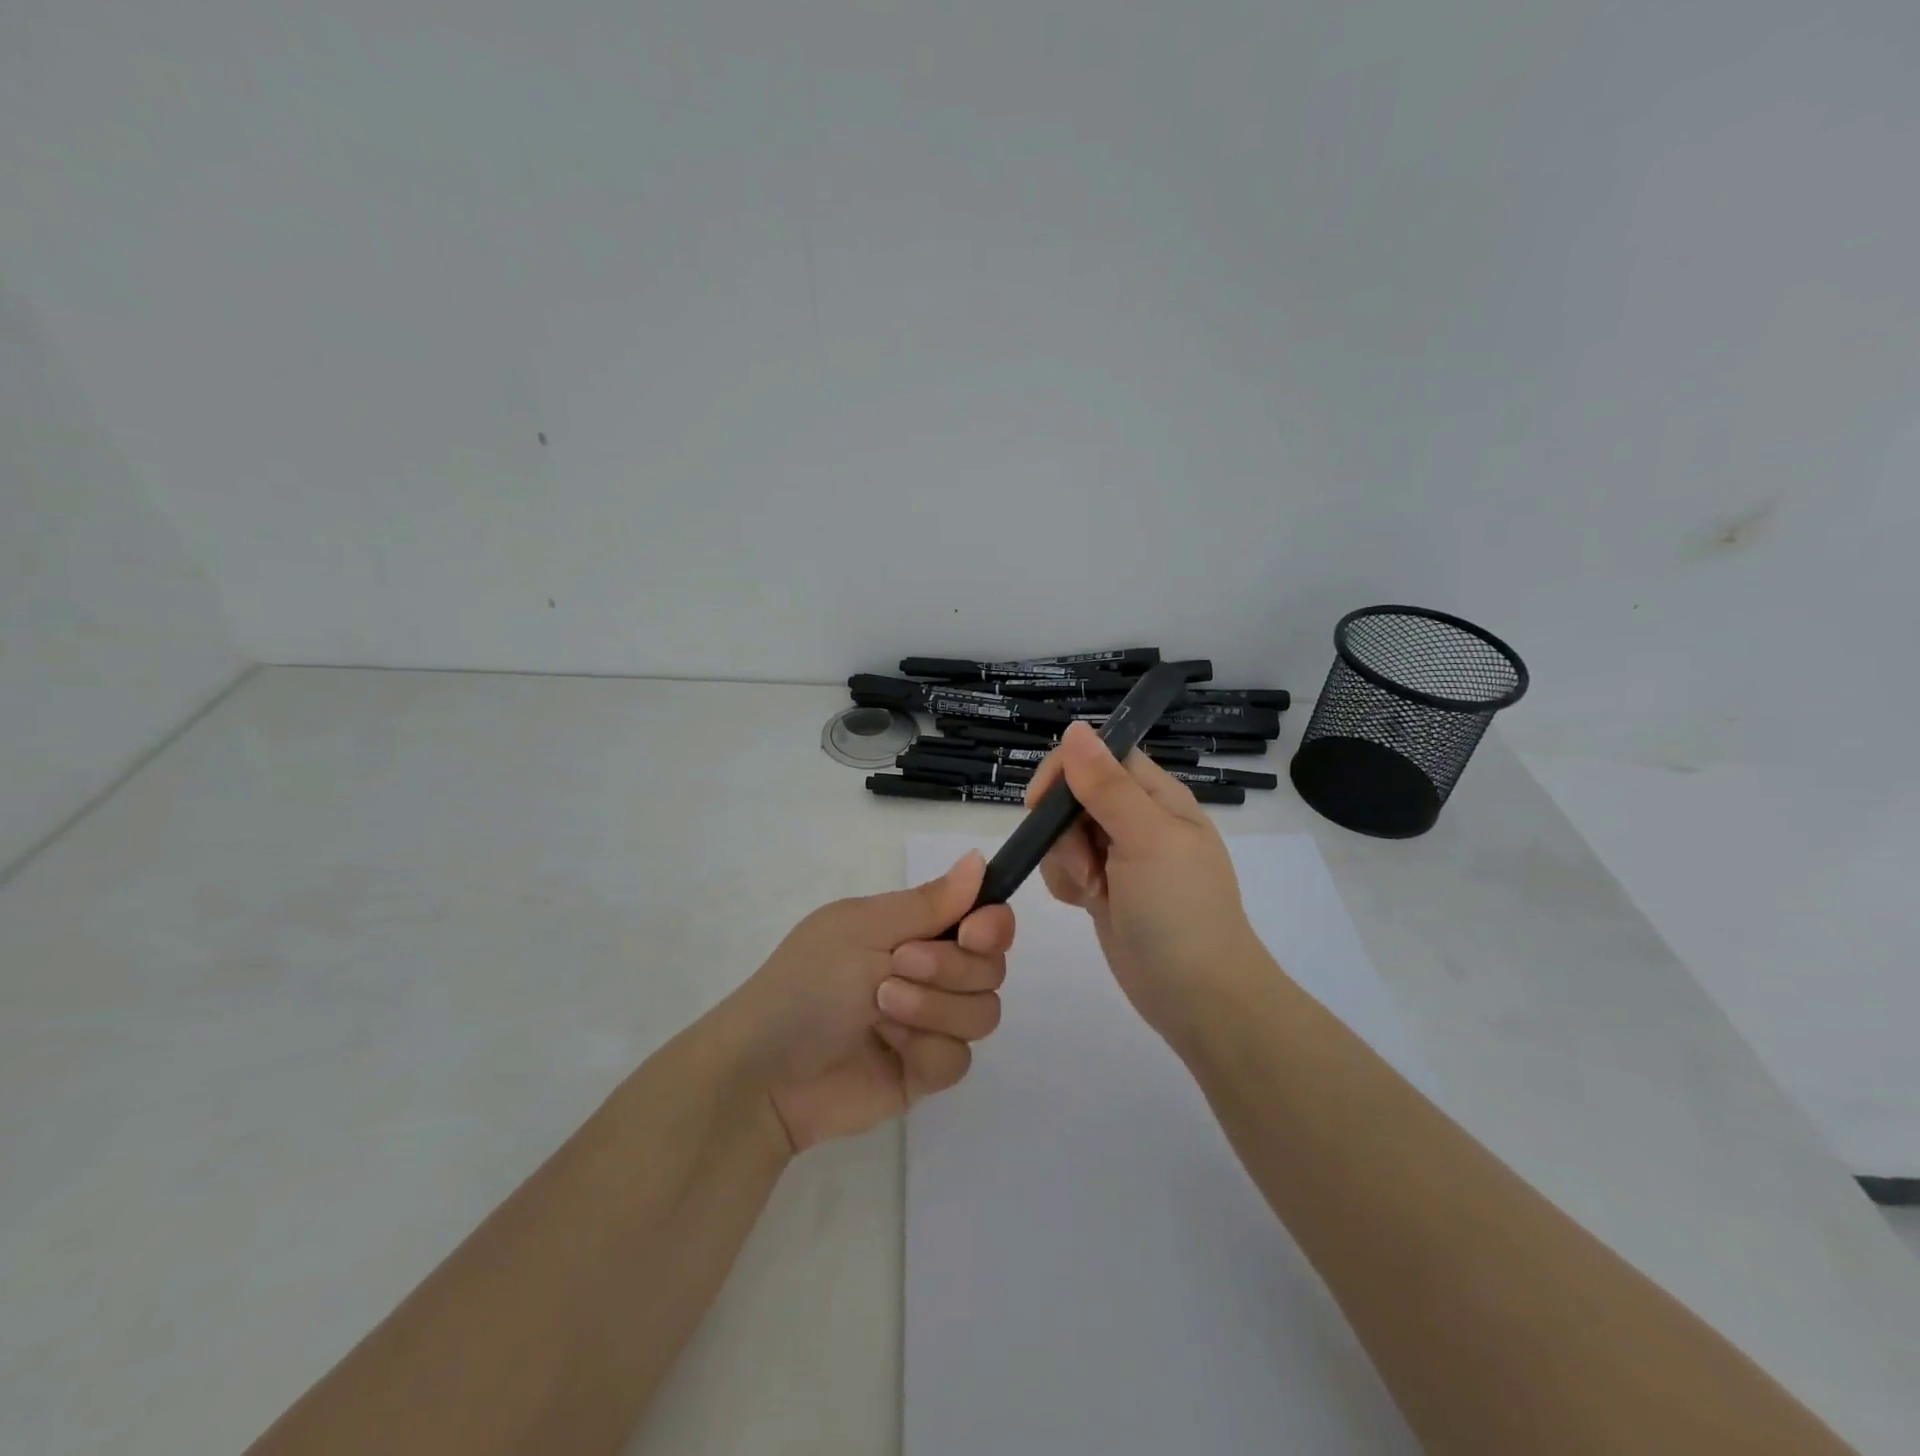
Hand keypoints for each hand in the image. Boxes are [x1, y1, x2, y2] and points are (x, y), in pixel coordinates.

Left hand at [730, 852, 1013, 1152]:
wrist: (767, 1071)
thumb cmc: (809, 981)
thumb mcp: (864, 928)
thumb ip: (929, 902)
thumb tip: (978, 858)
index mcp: (913, 929)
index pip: (983, 920)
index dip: (992, 925)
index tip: (973, 932)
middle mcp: (930, 972)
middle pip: (990, 967)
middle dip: (950, 967)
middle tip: (899, 965)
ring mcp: (929, 1023)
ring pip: (983, 1012)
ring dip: (934, 1007)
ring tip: (882, 1008)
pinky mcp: (925, 1071)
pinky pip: (959, 1059)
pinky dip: (926, 1050)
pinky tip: (889, 1047)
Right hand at [1025, 722, 1270, 1044]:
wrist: (1197, 996)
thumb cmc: (1181, 910)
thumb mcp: (1147, 839)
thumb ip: (1107, 785)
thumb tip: (1076, 728)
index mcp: (1157, 796)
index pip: (1100, 755)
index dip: (1066, 770)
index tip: (1043, 803)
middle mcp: (1137, 818)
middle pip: (1073, 795)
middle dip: (1062, 829)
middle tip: (1087, 864)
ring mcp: (1118, 855)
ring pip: (1062, 833)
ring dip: (1064, 861)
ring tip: (1094, 892)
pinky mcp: (1103, 887)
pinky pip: (1064, 867)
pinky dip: (1066, 883)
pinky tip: (1085, 905)